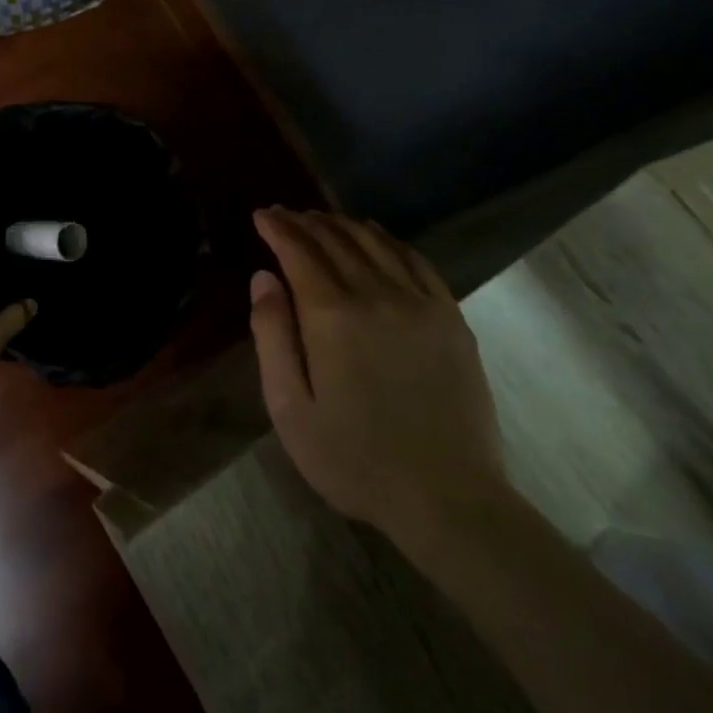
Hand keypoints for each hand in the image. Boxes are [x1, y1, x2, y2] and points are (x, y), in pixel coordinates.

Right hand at [248, 207, 507, 544]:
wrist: (447, 498)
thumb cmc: (354, 459)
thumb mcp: (290, 409)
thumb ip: (272, 336)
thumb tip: (263, 278)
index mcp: (332, 316)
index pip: (299, 252)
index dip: (277, 228)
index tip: (261, 215)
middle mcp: (375, 295)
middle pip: (335, 241)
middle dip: (305, 222)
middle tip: (285, 214)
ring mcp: (419, 303)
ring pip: (375, 243)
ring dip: (343, 225)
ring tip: (322, 220)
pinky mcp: (450, 317)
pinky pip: (416, 261)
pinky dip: (390, 240)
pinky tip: (377, 236)